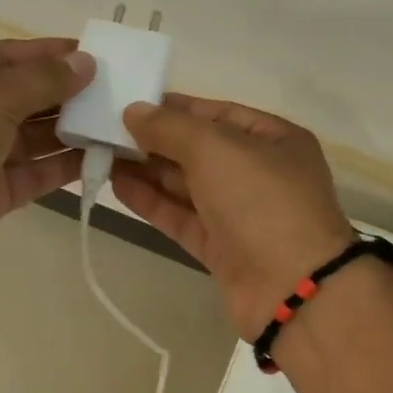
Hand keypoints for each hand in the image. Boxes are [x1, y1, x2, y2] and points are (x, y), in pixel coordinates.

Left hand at [0, 39, 93, 263]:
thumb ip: (39, 80)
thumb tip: (84, 62)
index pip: (1, 55)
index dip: (46, 53)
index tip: (91, 53)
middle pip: (17, 96)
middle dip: (61, 94)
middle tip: (109, 91)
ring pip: (27, 137)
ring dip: (67, 131)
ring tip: (110, 124)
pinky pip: (30, 172)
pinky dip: (60, 166)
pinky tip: (94, 158)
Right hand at [111, 94, 357, 337]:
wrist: (291, 288)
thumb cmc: (262, 202)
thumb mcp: (217, 148)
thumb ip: (171, 128)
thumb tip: (133, 112)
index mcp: (275, 140)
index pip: (219, 114)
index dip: (176, 108)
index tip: (131, 104)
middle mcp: (260, 174)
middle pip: (200, 151)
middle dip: (156, 141)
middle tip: (105, 130)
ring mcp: (241, 215)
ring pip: (188, 186)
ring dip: (148, 170)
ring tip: (101, 154)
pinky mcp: (221, 249)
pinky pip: (182, 218)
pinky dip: (153, 202)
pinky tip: (118, 185)